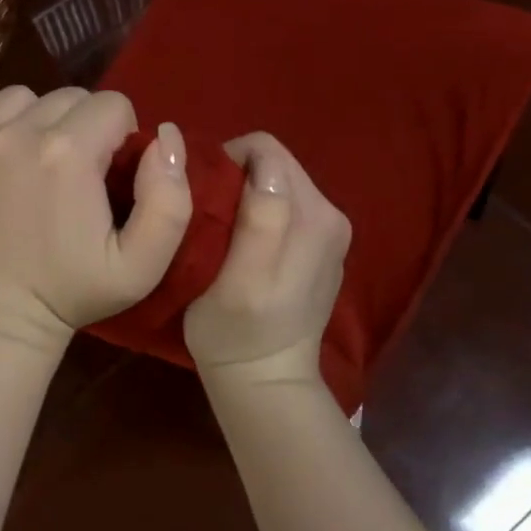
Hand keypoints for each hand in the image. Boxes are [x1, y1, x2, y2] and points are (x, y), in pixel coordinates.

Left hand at [0, 86, 191, 357]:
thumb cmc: (72, 291)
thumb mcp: (143, 264)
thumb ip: (170, 198)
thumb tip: (164, 134)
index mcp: (68, 153)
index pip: (112, 104)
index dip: (120, 136)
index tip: (108, 172)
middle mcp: (15, 134)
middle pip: (67, 97)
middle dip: (81, 127)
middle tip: (73, 174)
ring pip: (19, 97)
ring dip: (35, 121)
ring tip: (33, 163)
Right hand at [184, 132, 350, 388]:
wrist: (265, 380)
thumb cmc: (235, 331)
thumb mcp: (240, 278)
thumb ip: (261, 218)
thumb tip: (264, 164)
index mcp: (314, 214)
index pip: (264, 150)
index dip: (225, 161)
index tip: (200, 193)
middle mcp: (331, 212)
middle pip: (274, 164)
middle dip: (236, 176)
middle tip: (206, 213)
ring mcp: (330, 230)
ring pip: (277, 182)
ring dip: (245, 194)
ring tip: (221, 229)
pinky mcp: (323, 245)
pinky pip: (285, 204)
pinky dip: (259, 211)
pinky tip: (243, 244)